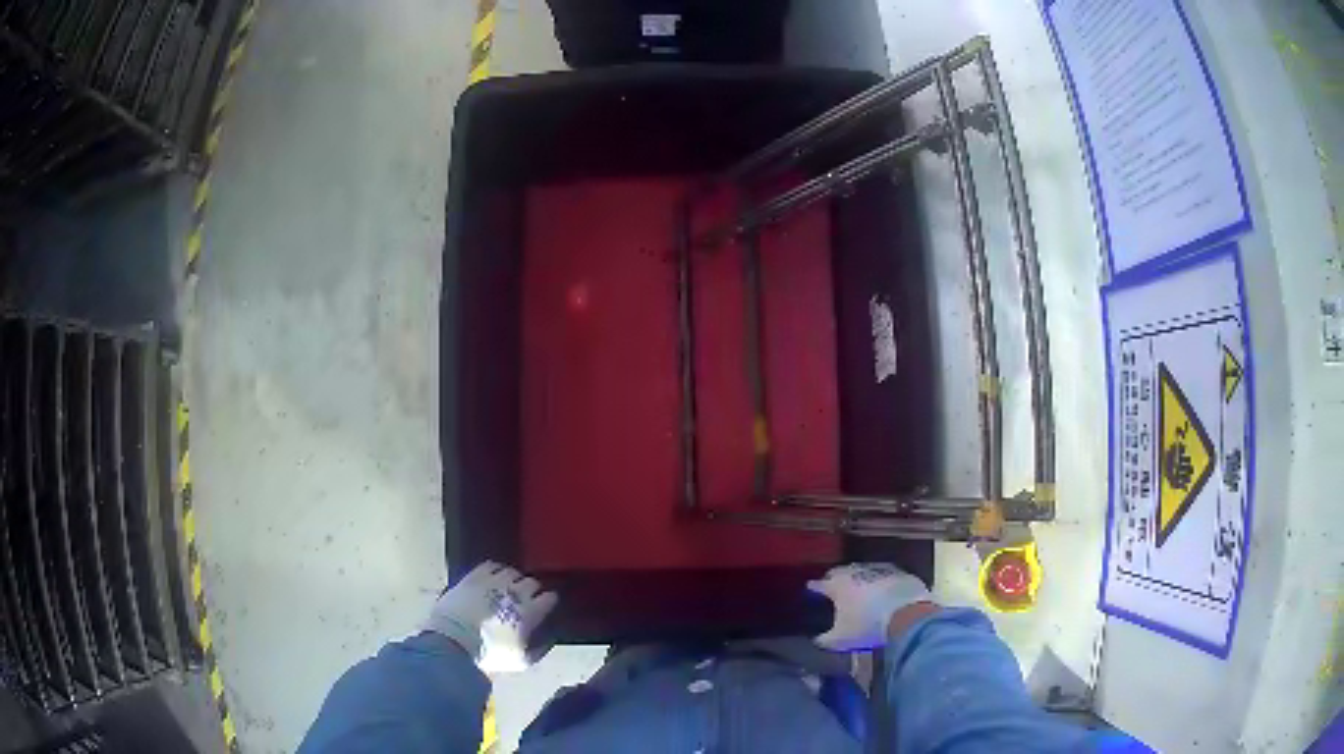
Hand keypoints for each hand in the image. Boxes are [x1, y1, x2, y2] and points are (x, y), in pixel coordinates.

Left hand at [425, 562, 558, 672]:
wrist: (453, 641)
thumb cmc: (490, 654)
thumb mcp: (521, 661)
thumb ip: (540, 649)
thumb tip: (550, 639)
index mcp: (530, 612)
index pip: (549, 597)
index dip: (549, 601)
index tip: (546, 605)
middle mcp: (515, 592)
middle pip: (532, 582)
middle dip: (533, 589)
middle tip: (528, 597)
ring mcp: (493, 581)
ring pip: (512, 571)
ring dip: (514, 579)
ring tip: (509, 586)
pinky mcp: (474, 576)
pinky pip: (491, 565)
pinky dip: (495, 570)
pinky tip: (493, 577)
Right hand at [807, 563, 932, 651]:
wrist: (908, 616)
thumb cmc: (867, 627)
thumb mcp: (841, 639)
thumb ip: (826, 639)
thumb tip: (818, 640)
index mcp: (838, 586)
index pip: (821, 584)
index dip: (814, 587)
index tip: (811, 589)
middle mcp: (856, 572)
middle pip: (841, 573)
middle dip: (836, 579)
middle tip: (834, 588)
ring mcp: (880, 570)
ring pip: (863, 572)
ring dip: (859, 579)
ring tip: (858, 590)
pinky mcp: (900, 573)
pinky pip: (885, 576)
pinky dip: (880, 582)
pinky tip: (882, 592)